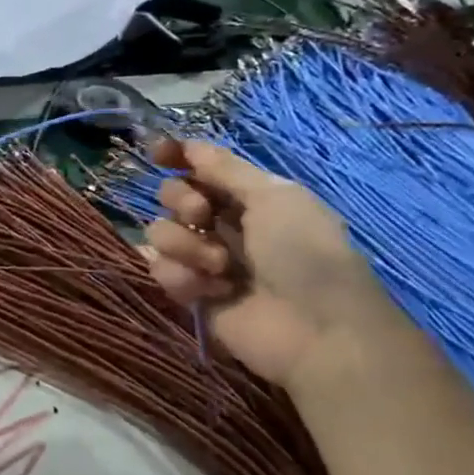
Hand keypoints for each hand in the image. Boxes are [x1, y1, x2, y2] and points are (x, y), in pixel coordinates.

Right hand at [142, 137, 395, 393]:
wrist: (317, 331)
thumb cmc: (304, 253)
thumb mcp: (274, 197)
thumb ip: (224, 168)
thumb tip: (188, 143)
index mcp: (249, 196)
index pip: (200, 166)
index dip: (176, 156)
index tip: (157, 152)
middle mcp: (223, 224)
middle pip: (173, 194)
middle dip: (181, 200)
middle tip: (202, 217)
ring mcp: (204, 260)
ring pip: (160, 232)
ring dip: (184, 244)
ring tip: (218, 267)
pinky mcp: (191, 294)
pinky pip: (160, 270)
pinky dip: (182, 277)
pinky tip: (211, 290)